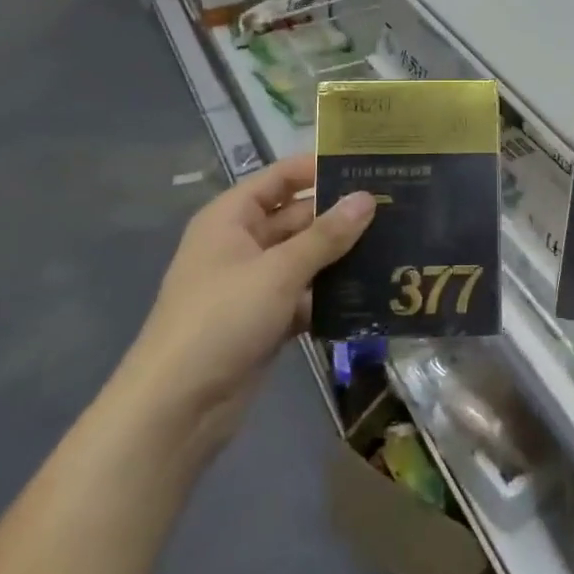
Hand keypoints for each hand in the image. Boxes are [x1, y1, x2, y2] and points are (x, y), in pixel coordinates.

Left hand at [114, 155, 373, 435]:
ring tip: (395, 245)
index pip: (280, 178)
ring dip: (341, 256)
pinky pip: (305, 295)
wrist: (178, 408)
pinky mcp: (267, 320)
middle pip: (297, 218)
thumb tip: (367, 197)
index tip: (368, 165)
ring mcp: (254, 284)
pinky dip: (331, 295)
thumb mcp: (278, 271)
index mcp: (231, 219)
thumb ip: (326, 235)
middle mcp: (242, 244)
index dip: (319, 168)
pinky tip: (373, 292)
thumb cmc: (222, 320)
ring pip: (305, 258)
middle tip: (395, 208)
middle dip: (340, 215)